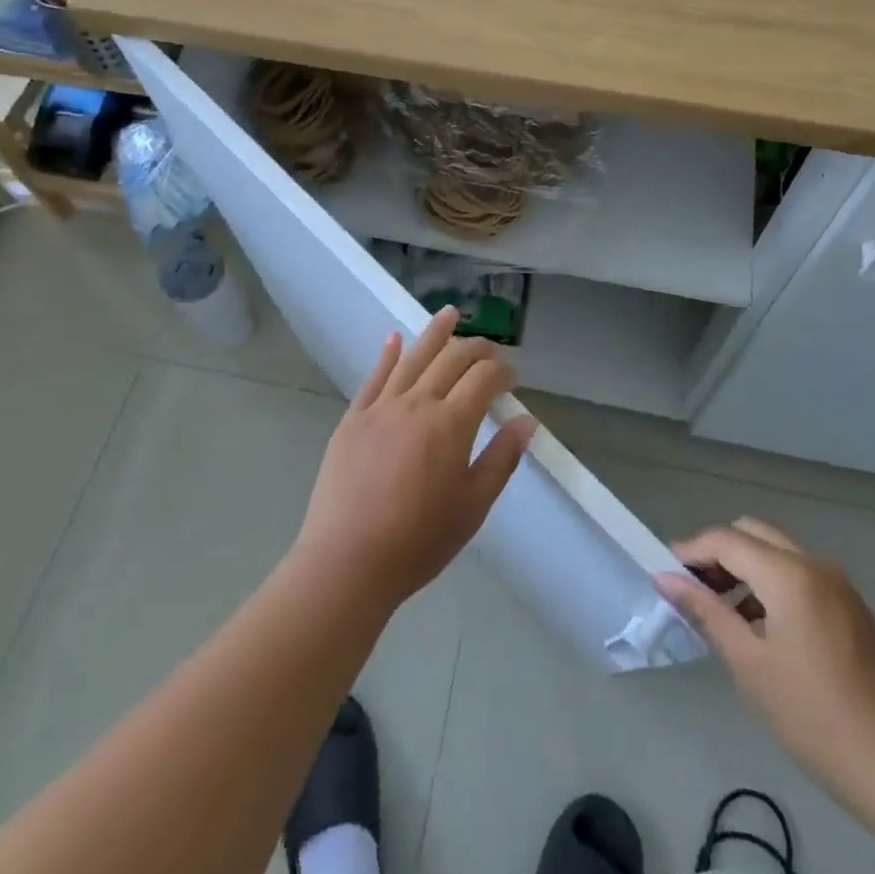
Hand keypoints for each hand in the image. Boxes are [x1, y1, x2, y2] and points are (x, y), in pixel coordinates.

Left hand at [292, 308, 534, 614]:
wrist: (348, 561)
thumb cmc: (419, 541)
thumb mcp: (473, 507)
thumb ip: (501, 459)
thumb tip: (526, 421)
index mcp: (451, 424)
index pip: (483, 379)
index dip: (502, 371)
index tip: (513, 376)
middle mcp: (417, 403)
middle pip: (451, 359)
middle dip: (475, 348)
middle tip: (490, 348)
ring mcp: (381, 407)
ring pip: (412, 357)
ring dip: (434, 332)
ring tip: (449, 312)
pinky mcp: (353, 418)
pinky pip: (374, 377)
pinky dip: (387, 354)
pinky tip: (394, 339)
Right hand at [656, 519, 874, 813]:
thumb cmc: (819, 720)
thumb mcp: (752, 668)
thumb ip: (707, 613)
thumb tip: (665, 578)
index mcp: (790, 574)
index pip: (726, 539)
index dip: (690, 551)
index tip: (664, 574)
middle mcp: (814, 564)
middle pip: (752, 534)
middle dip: (717, 554)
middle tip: (692, 592)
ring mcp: (838, 584)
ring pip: (776, 552)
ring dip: (744, 569)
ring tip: (721, 614)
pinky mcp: (851, 607)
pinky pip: (798, 575)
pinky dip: (770, 584)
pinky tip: (761, 629)